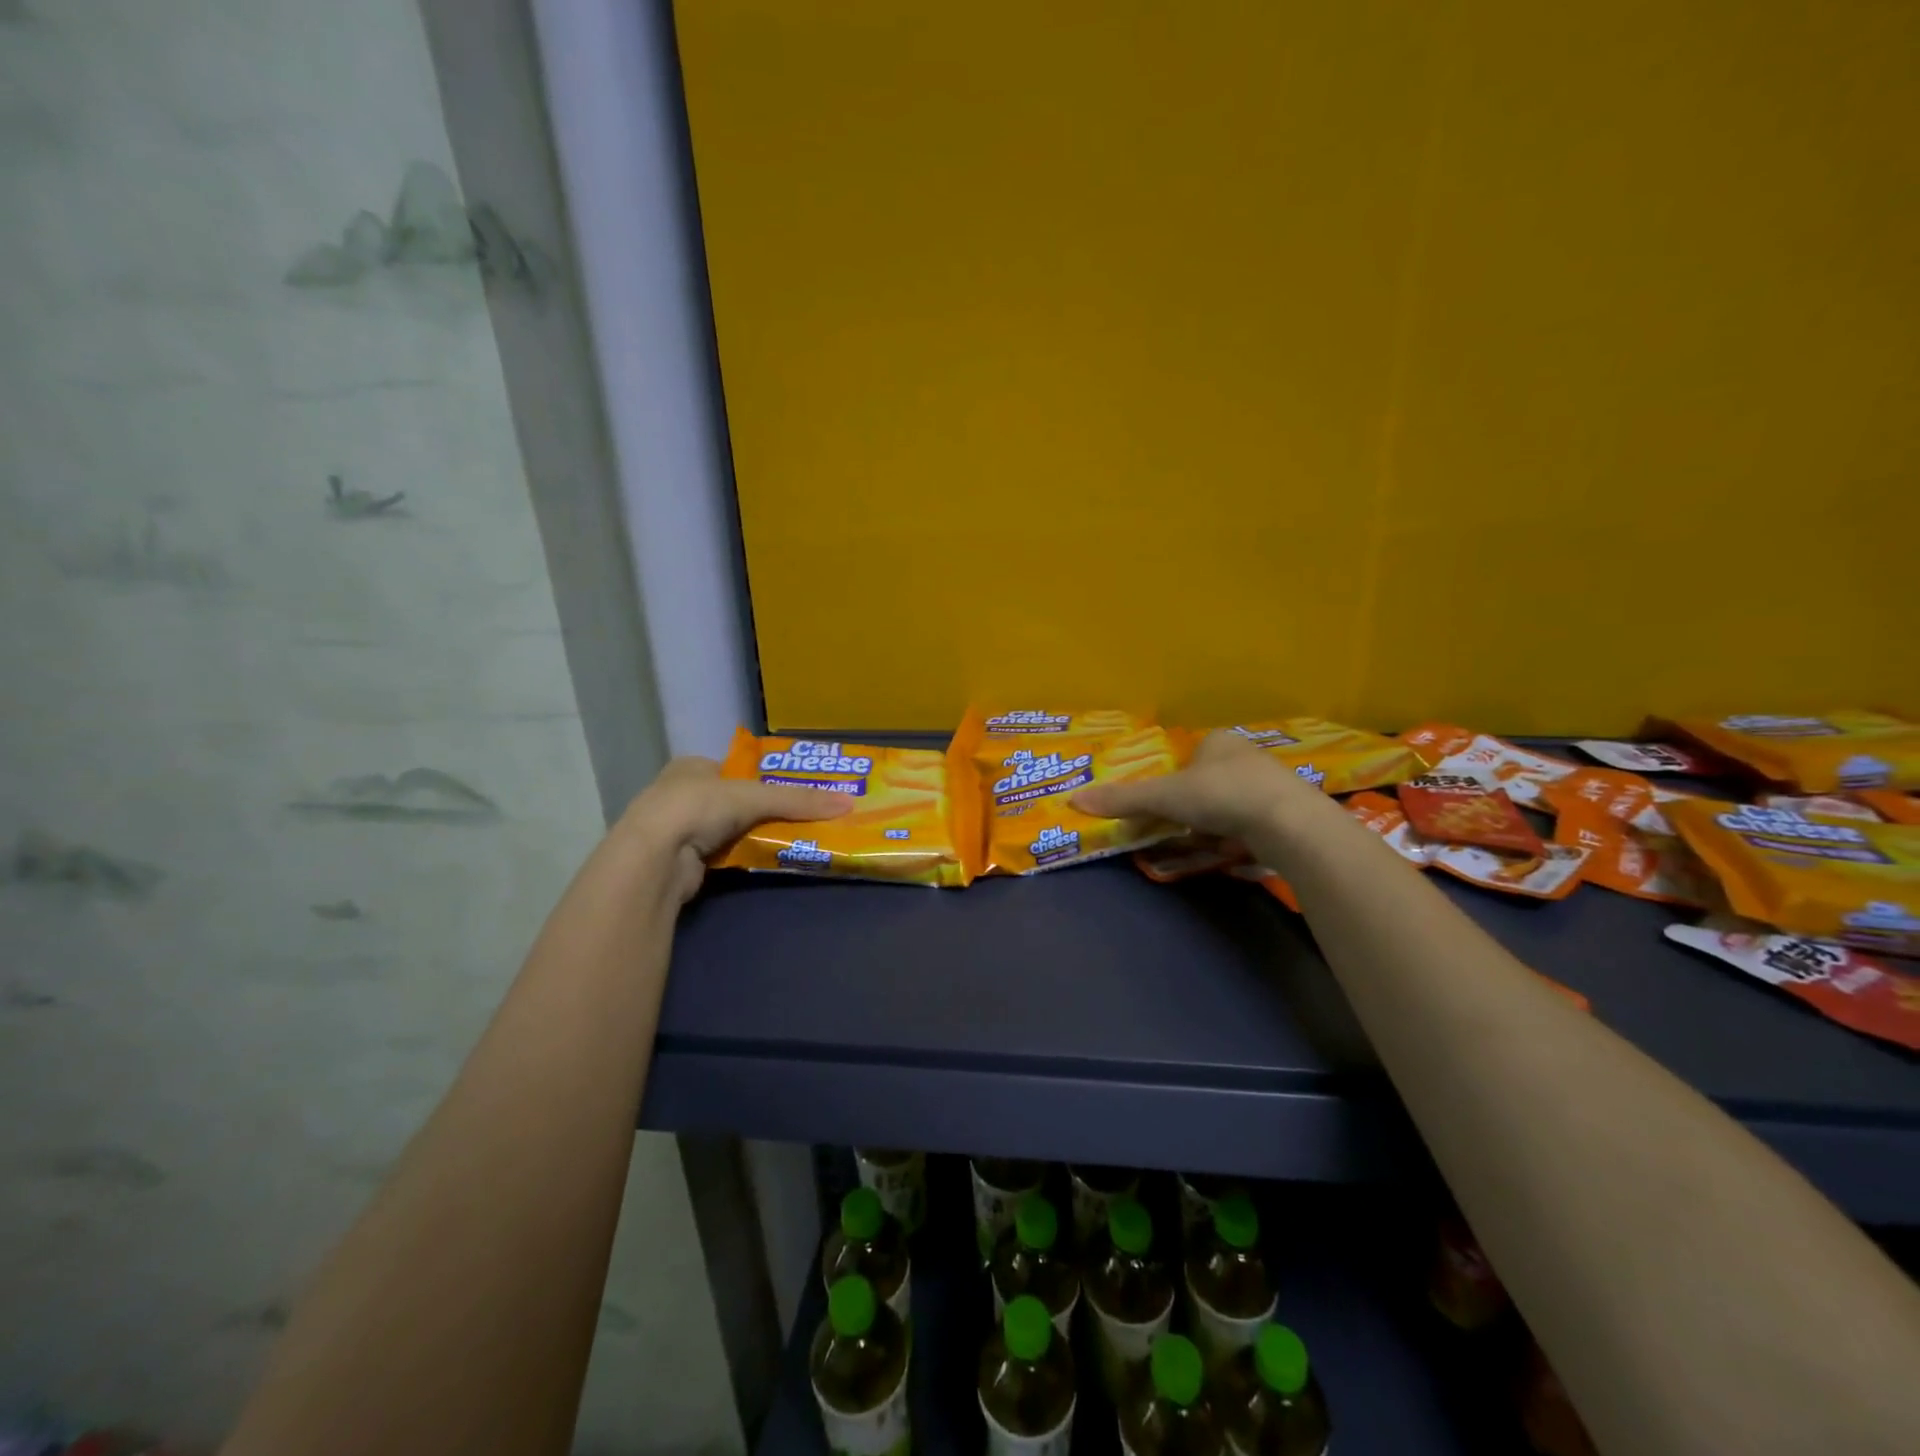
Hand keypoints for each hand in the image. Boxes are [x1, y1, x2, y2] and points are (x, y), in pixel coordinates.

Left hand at [616, 755, 852, 903]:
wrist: (654, 858)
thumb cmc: (699, 808)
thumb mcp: (756, 797)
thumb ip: (799, 801)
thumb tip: (849, 803)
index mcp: (692, 766)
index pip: (736, 770)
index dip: (765, 779)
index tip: (794, 792)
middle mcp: (682, 793)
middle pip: (735, 800)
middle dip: (764, 810)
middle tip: (802, 818)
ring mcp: (678, 828)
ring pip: (729, 829)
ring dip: (754, 835)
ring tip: (793, 840)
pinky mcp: (680, 860)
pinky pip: (722, 853)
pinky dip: (742, 855)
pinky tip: (764, 860)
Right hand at [1072, 729, 1319, 839]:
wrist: (1288, 824)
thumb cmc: (1220, 795)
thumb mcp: (1163, 796)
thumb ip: (1123, 799)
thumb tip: (1073, 800)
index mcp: (1217, 741)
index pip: (1185, 758)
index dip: (1170, 783)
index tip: (1162, 806)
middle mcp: (1245, 757)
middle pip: (1205, 784)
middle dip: (1191, 809)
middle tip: (1178, 829)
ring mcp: (1269, 785)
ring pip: (1228, 807)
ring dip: (1213, 826)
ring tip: (1205, 844)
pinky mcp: (1286, 815)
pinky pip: (1250, 826)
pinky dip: (1237, 839)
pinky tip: (1232, 852)